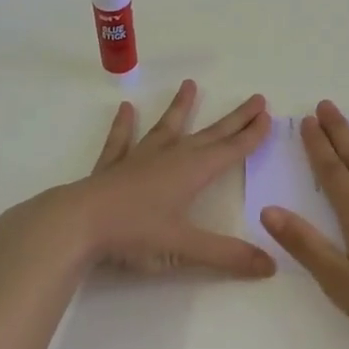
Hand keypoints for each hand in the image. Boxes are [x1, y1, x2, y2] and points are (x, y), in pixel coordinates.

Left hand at [10, 80, 275, 278]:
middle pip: (210, 134)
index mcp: (192, 172)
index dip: (251, 135)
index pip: (230, 150)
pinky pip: (121, 140)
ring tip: (190, 84)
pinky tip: (125, 109)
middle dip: (234, 118)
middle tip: (256, 98)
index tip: (268, 115)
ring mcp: (139, 158)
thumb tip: (271, 265)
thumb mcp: (184, 247)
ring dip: (180, 108)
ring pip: (167, 128)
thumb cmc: (134, 233)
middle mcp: (170, 157)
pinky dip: (124, 125)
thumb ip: (227, 255)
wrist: (77, 223)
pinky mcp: (113, 167)